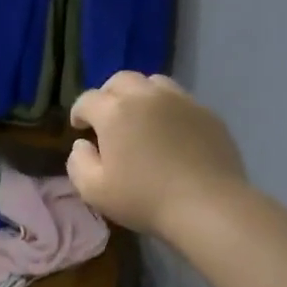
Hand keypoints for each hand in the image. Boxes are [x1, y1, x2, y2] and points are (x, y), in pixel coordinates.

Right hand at [67, 73, 247, 238]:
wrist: (208, 206)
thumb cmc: (144, 199)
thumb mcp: (94, 191)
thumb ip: (78, 163)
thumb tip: (82, 145)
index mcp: (115, 112)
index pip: (88, 99)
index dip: (79, 112)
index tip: (79, 128)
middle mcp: (147, 96)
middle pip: (121, 80)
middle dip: (108, 95)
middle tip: (107, 119)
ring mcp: (181, 102)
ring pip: (154, 83)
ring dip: (140, 95)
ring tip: (141, 119)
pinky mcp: (208, 114)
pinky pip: (181, 101)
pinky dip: (168, 110)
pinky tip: (171, 134)